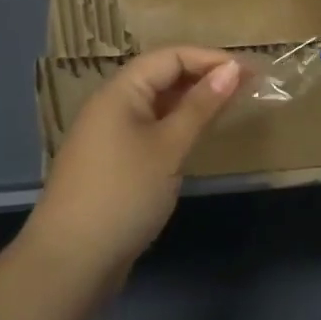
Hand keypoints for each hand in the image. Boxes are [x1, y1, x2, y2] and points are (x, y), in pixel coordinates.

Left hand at [26, 47, 243, 282]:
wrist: (69, 263)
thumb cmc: (124, 194)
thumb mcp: (169, 147)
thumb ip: (201, 106)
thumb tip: (233, 69)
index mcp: (120, 91)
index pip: (170, 56)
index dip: (211, 59)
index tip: (250, 72)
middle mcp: (111, 105)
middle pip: (162, 75)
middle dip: (204, 77)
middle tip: (247, 87)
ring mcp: (109, 135)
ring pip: (157, 104)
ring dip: (192, 101)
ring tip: (230, 107)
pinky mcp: (112, 162)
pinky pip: (151, 128)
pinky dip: (177, 125)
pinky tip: (198, 137)